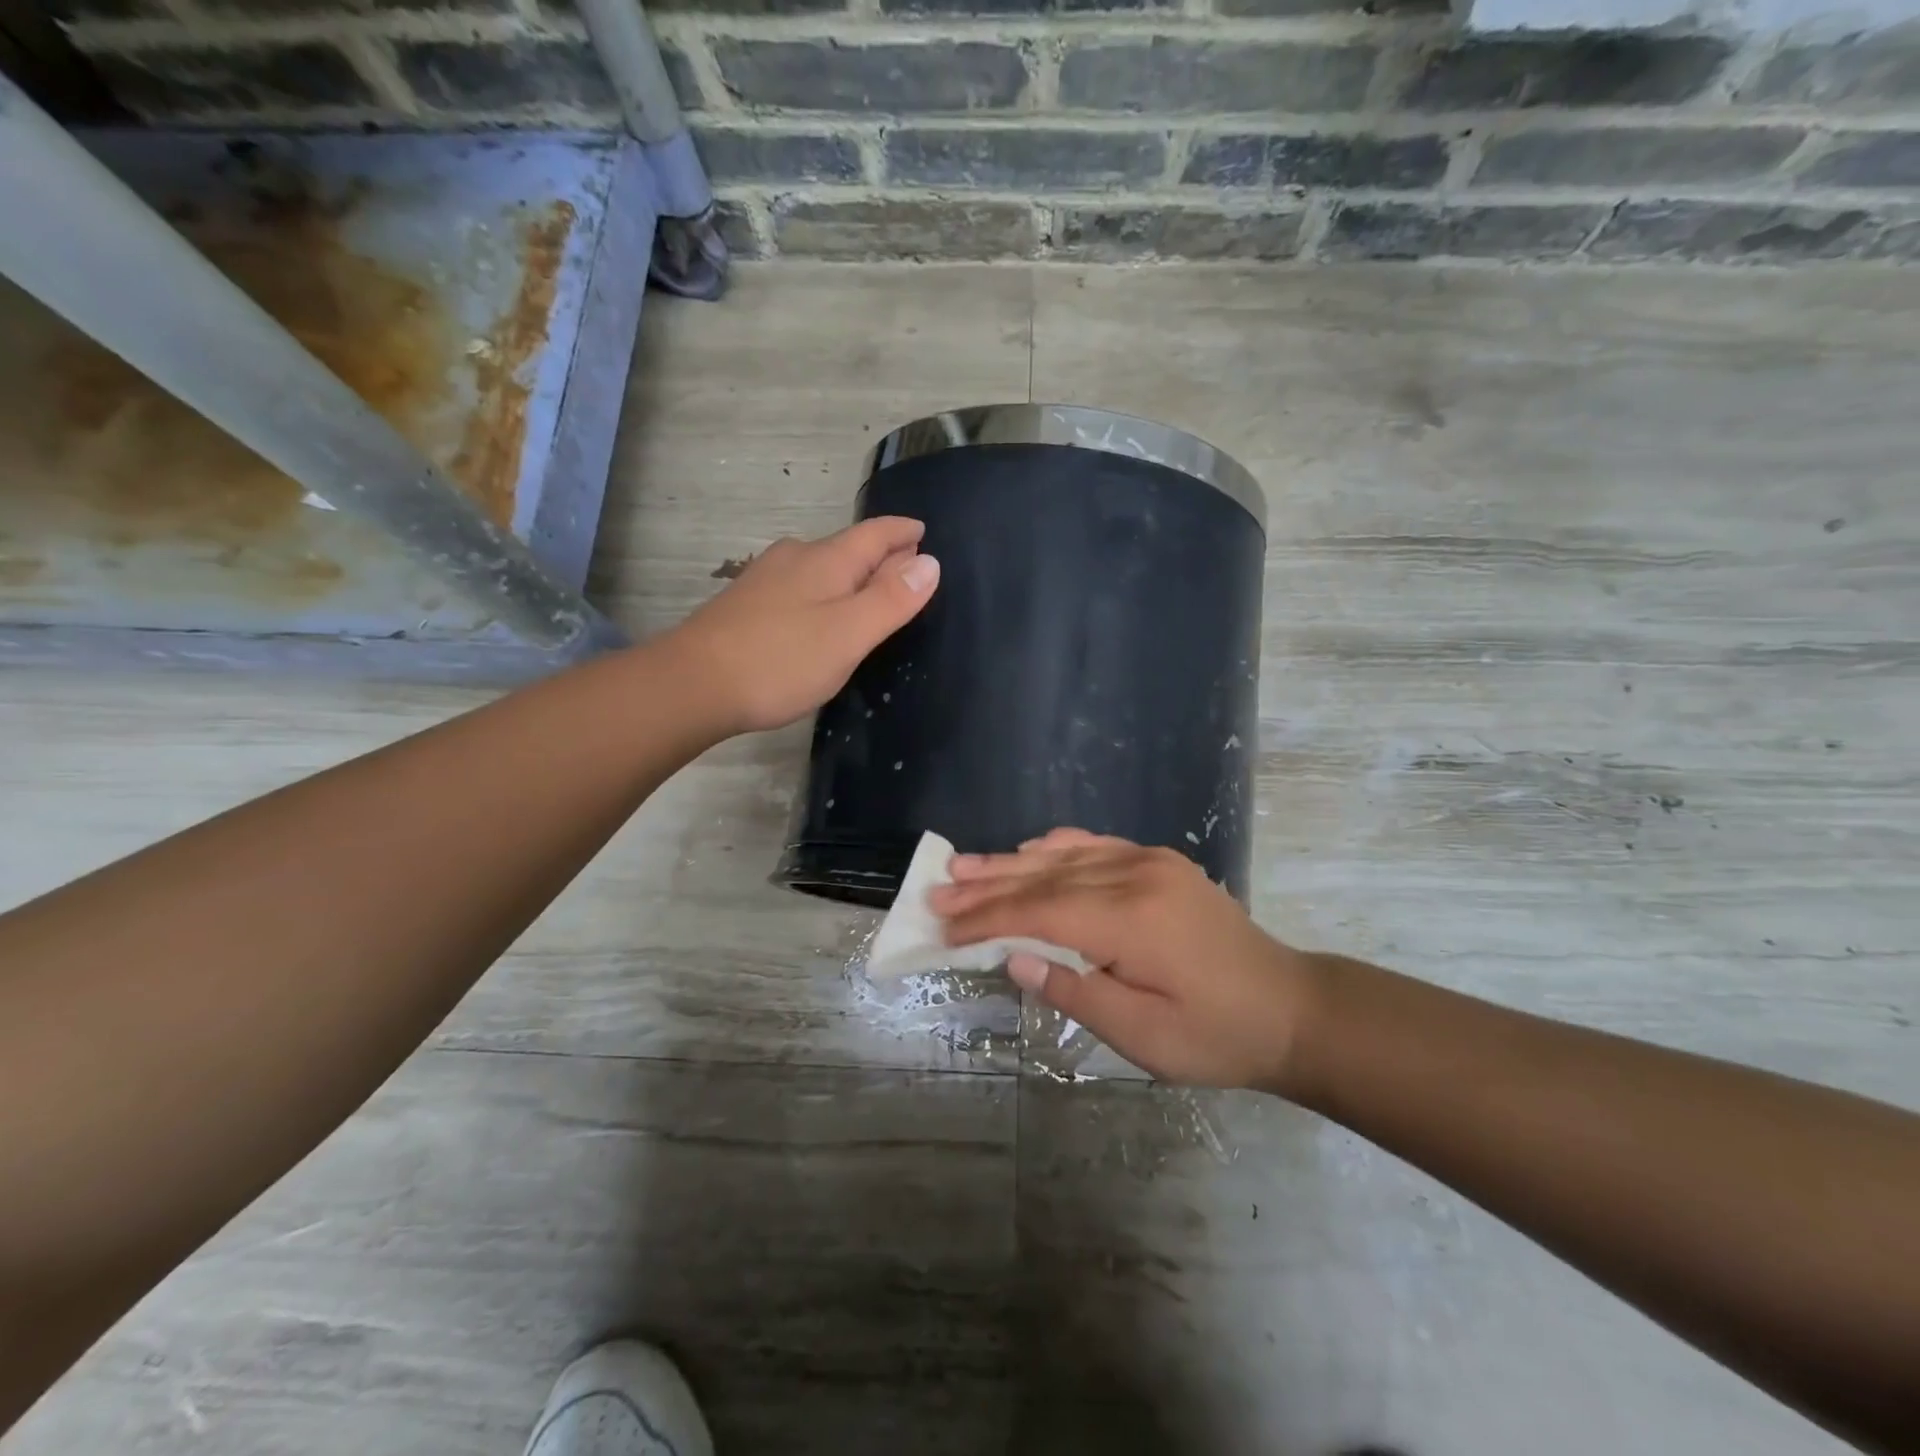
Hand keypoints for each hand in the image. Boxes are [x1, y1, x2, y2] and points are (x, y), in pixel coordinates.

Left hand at [665, 518, 938, 734]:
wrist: (693, 683)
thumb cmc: (780, 660)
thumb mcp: (848, 634)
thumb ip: (891, 599)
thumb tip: (930, 561)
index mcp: (827, 561)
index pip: (875, 534)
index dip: (902, 532)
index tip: (923, 531)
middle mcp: (795, 558)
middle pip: (848, 547)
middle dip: (880, 553)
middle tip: (907, 563)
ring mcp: (766, 579)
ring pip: (821, 566)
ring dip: (851, 572)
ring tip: (870, 589)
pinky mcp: (747, 603)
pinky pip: (800, 585)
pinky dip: (825, 589)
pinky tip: (820, 610)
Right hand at [929, 830, 1322, 1092]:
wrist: (1291, 1008)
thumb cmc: (1216, 1035)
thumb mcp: (1143, 1036)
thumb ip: (1075, 992)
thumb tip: (1015, 958)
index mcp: (1132, 920)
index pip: (1041, 912)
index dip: (988, 920)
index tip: (945, 930)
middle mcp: (1136, 876)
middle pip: (1045, 877)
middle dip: (987, 886)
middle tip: (937, 890)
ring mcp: (1150, 862)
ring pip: (1064, 856)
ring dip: (1011, 862)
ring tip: (963, 866)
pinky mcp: (1160, 862)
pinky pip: (1096, 845)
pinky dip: (1055, 847)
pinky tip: (1028, 849)